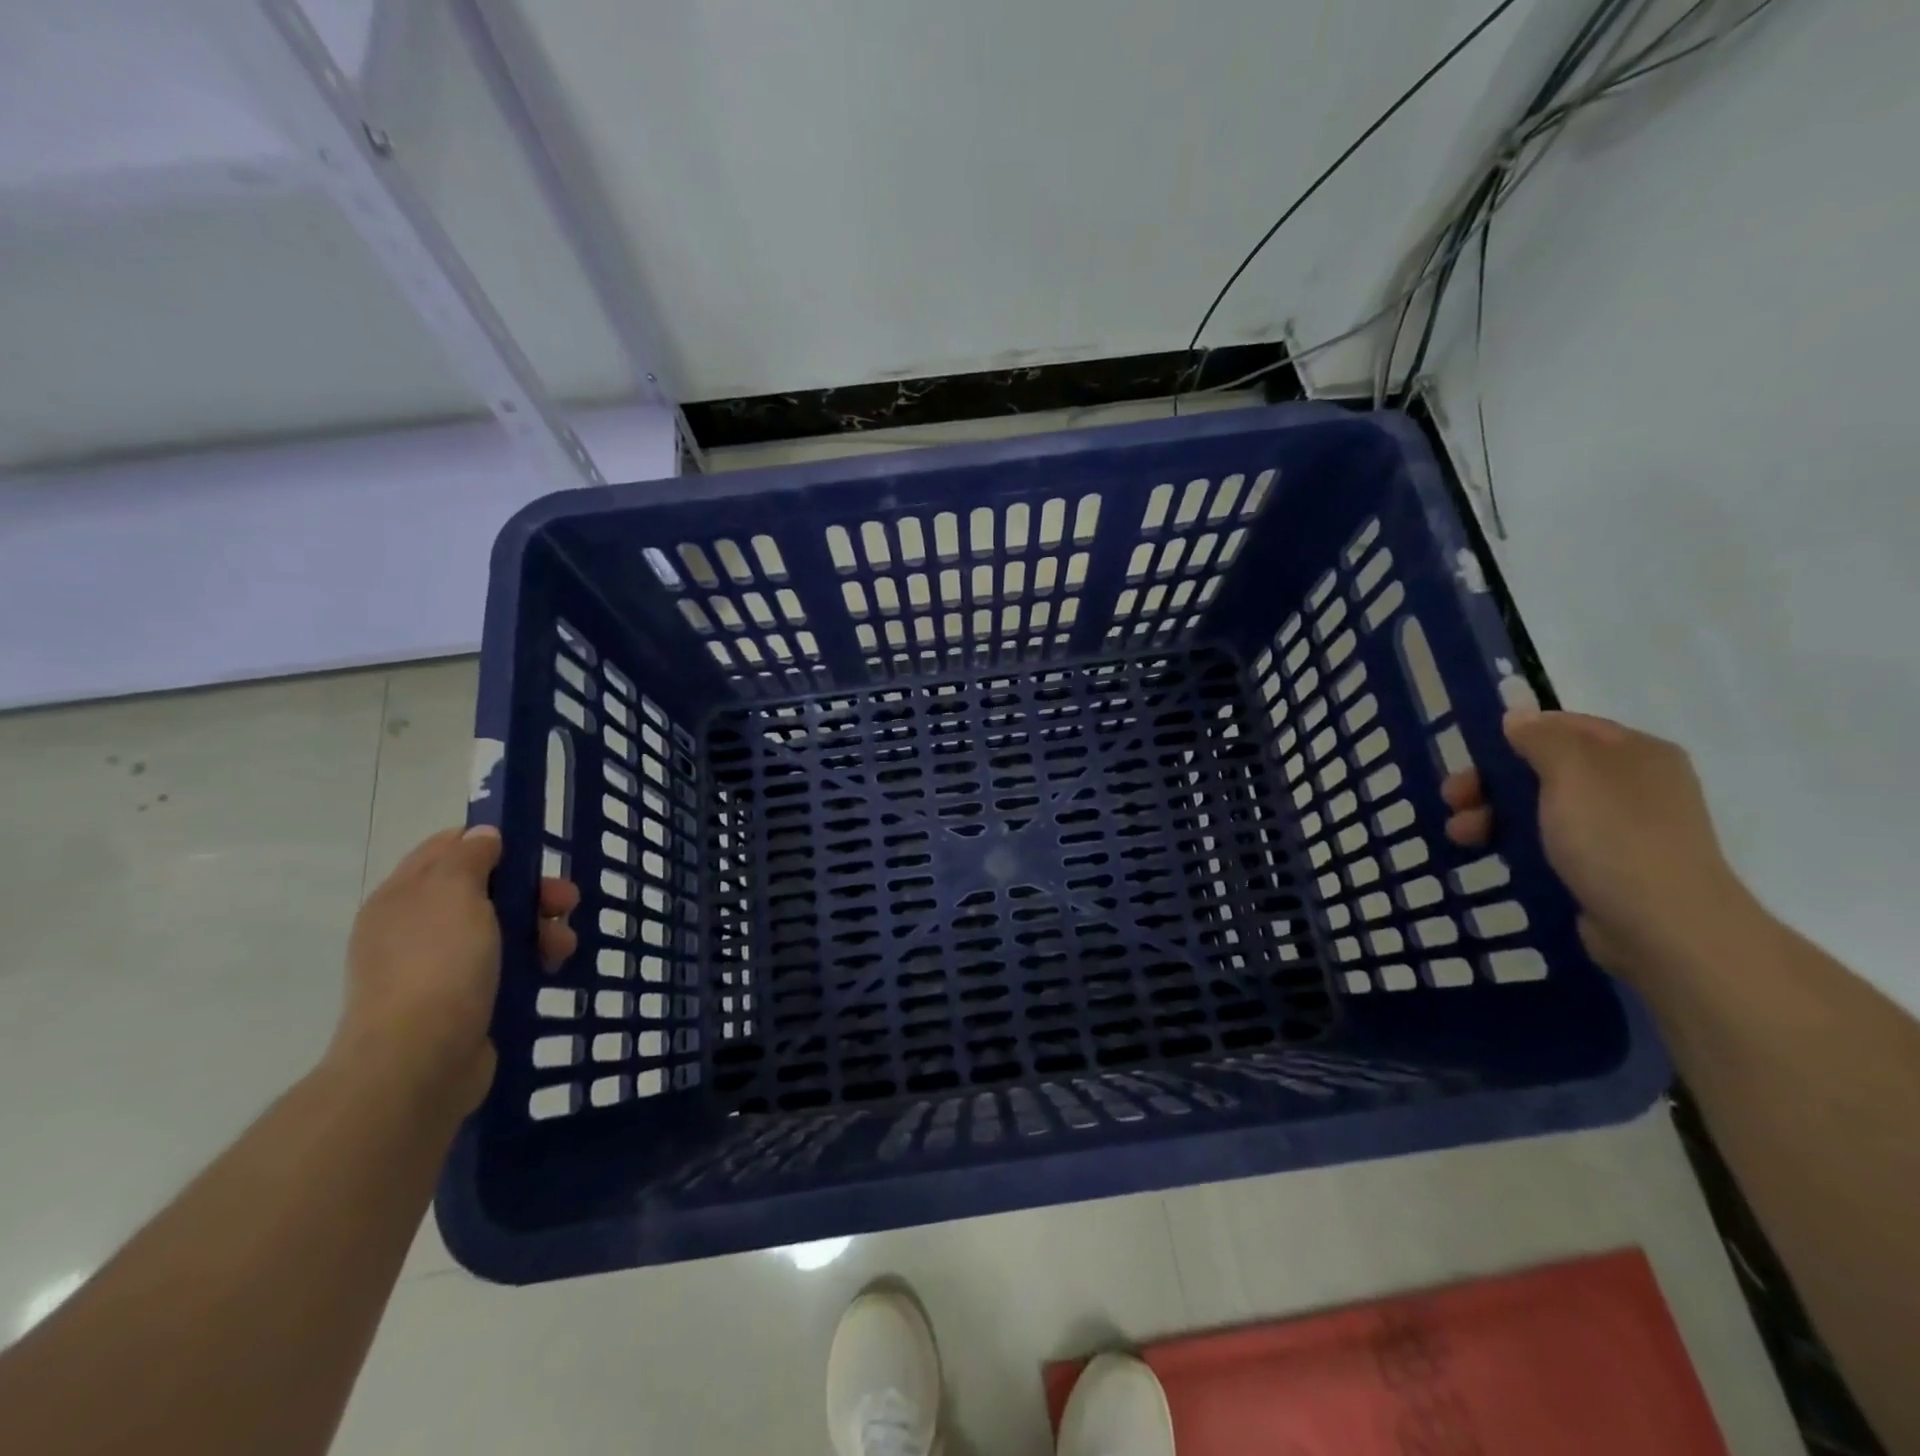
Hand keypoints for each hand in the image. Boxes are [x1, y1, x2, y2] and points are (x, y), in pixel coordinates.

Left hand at [329, 826, 578, 1115]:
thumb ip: (470, 856)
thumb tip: (482, 835)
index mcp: (404, 895)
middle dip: (531, 890)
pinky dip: (531, 960)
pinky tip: (551, 969)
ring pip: (501, 928)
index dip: (492, 841)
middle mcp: (416, 926)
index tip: (534, 853)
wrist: (420, 1062)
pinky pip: (504, 964)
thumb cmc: (438, 965)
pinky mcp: (462, 999)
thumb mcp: (455, 893)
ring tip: (563, 947)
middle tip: (565, 902)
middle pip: (485, 888)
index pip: (448, 847)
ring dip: (540, 927)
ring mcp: (438, 965)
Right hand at [1442, 710, 1758, 980]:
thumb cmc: (1615, 838)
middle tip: (1454, 801)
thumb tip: (1518, 718)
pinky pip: (1549, 842)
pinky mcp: (1606, 867)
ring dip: (1493, 814)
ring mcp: (1621, 828)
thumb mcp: (1572, 773)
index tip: (1470, 758)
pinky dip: (1515, 843)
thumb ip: (1541, 738)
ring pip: (1541, 807)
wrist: (1664, 929)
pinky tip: (1489, 854)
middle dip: (1492, 781)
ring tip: (1461, 836)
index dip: (1513, 736)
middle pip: (1545, 768)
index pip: (1563, 726)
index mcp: (1635, 752)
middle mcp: (1633, 784)